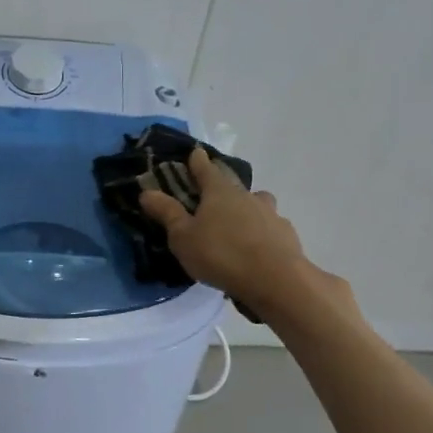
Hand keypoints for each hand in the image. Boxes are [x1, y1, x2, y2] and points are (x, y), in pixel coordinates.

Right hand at [138, 148, 313, 309]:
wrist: (275, 280)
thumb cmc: (221, 254)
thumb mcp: (183, 237)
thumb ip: (167, 213)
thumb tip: (146, 191)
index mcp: (220, 192)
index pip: (206, 169)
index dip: (198, 161)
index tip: (195, 152)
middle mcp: (247, 196)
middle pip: (232, 186)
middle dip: (222, 189)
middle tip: (212, 199)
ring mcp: (271, 214)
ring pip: (257, 204)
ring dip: (247, 209)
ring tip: (238, 226)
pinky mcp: (287, 235)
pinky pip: (271, 227)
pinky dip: (263, 232)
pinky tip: (258, 248)